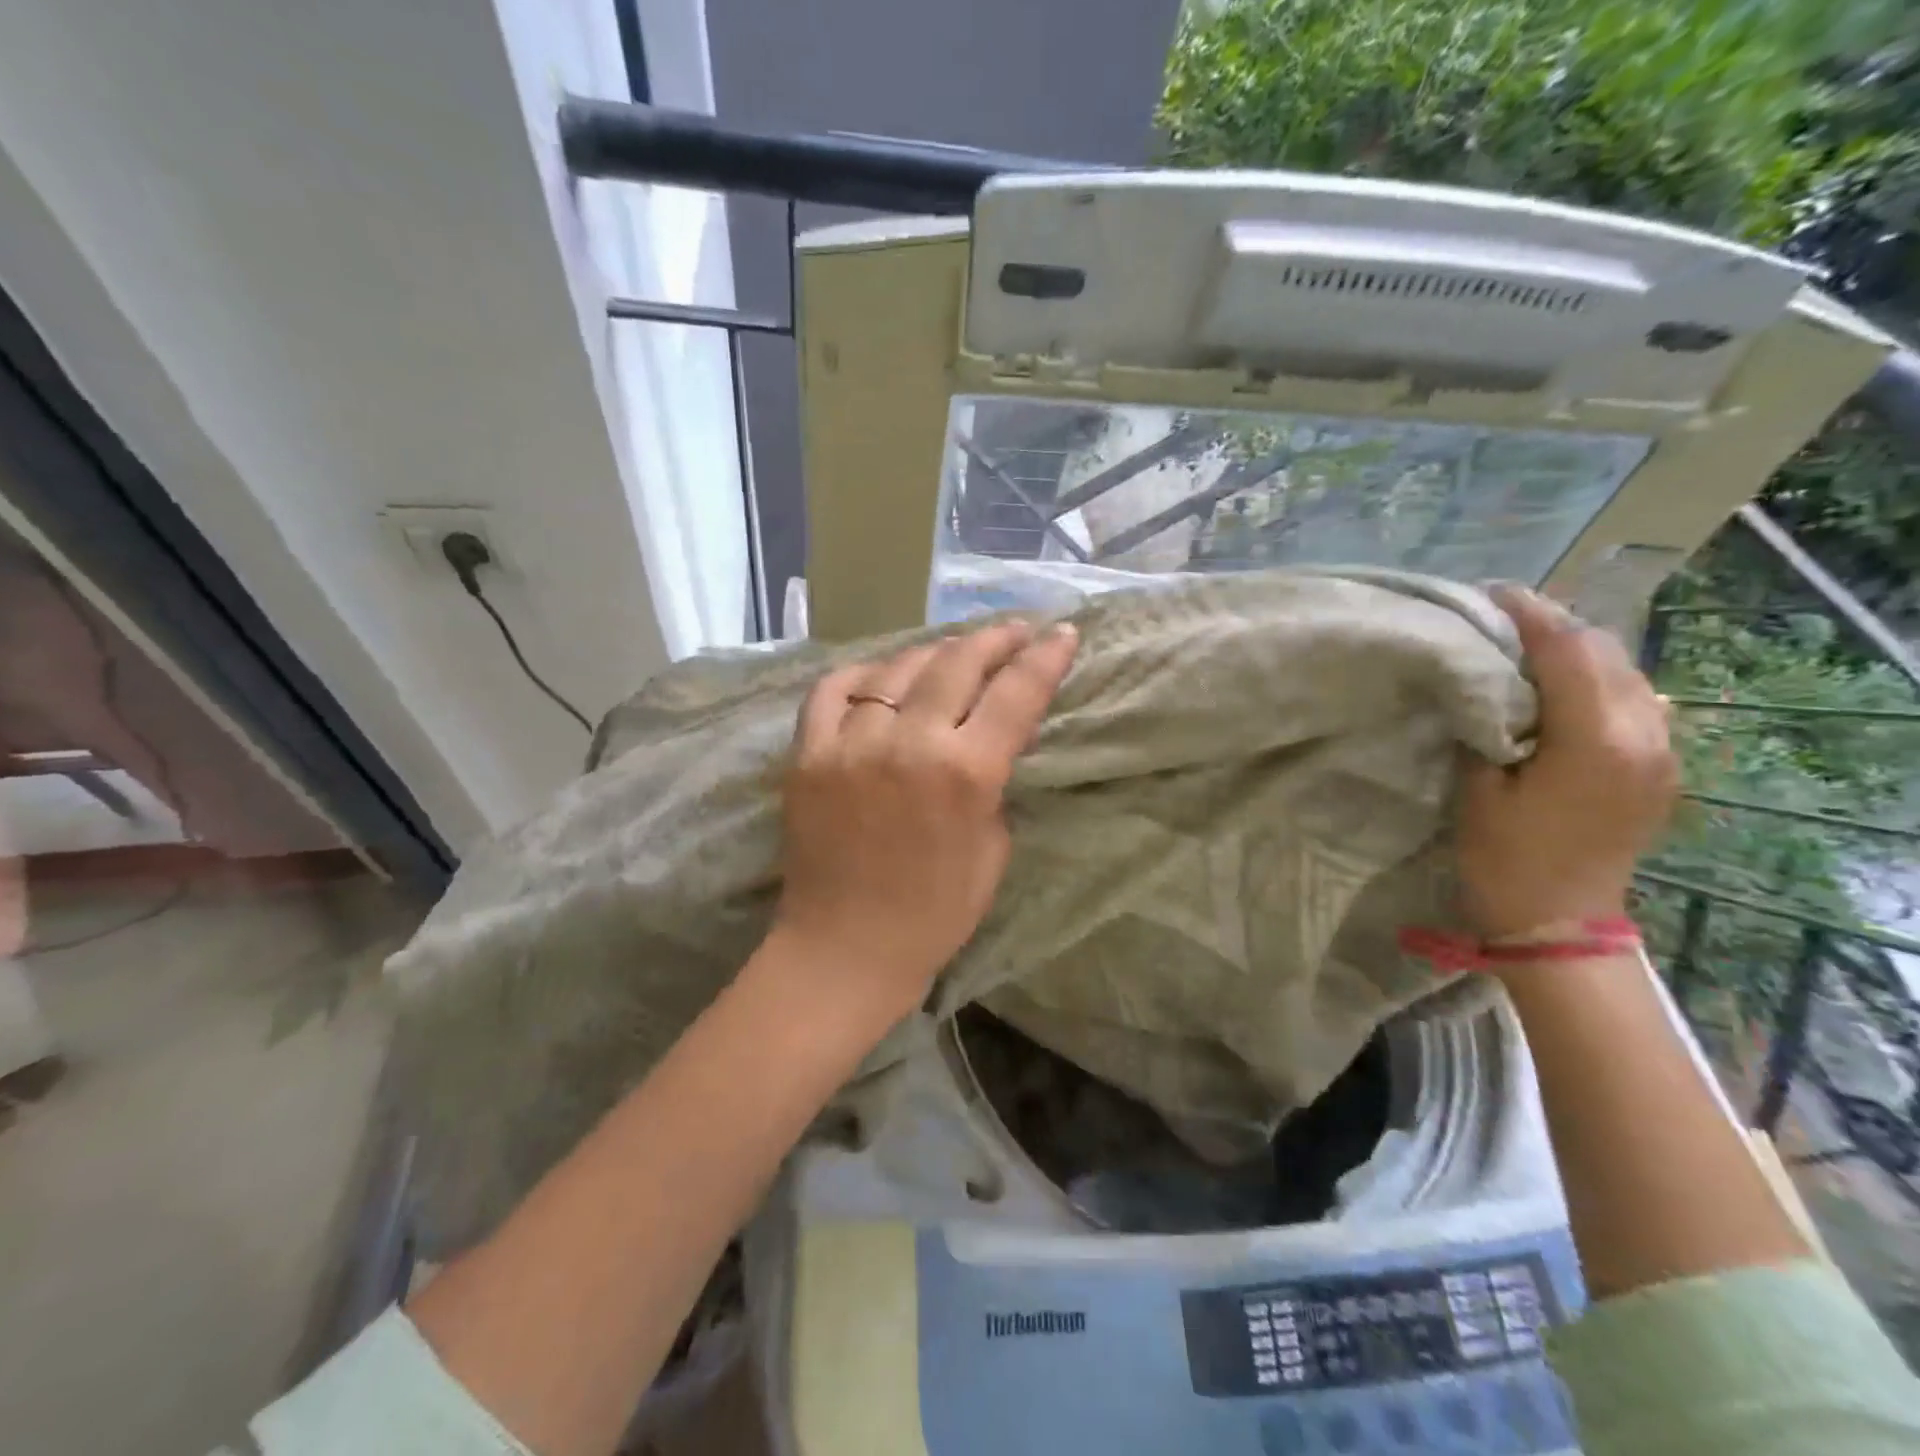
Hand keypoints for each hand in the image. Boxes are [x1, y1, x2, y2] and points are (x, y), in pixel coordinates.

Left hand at [773, 619, 1079, 1022]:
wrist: (843, 950)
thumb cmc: (933, 915)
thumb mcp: (992, 849)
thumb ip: (991, 784)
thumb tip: (982, 743)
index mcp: (965, 774)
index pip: (1016, 694)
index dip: (1046, 657)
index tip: (1064, 633)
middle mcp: (908, 743)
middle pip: (958, 664)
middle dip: (995, 640)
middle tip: (1014, 631)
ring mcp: (849, 743)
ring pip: (897, 668)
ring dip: (934, 653)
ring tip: (953, 654)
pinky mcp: (807, 754)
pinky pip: (833, 690)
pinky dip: (863, 676)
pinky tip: (881, 679)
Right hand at [1458, 586, 1678, 940]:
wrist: (1559, 924)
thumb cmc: (1504, 859)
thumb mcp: (1479, 789)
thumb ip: (1489, 725)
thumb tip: (1483, 683)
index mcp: (1596, 739)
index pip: (1569, 651)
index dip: (1530, 615)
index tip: (1492, 593)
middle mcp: (1644, 735)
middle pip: (1606, 652)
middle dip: (1556, 625)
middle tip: (1503, 617)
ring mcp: (1661, 751)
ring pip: (1627, 673)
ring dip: (1579, 650)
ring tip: (1528, 645)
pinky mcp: (1658, 767)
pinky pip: (1635, 701)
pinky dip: (1598, 680)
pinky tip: (1563, 687)